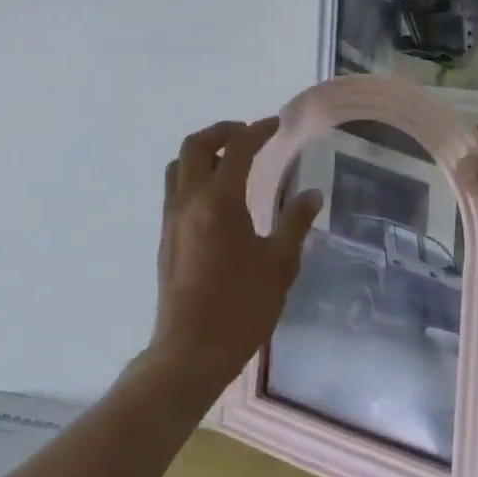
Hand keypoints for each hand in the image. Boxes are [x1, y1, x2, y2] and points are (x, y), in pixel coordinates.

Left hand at [148, 119, 322, 388]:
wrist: (190, 352)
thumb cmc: (240, 309)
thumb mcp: (279, 266)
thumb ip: (294, 224)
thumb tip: (311, 194)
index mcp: (219, 201)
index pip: (237, 149)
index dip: (258, 131)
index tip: (276, 124)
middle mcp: (189, 200)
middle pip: (196, 145)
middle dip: (222, 131)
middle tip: (248, 135)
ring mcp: (172, 217)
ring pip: (179, 164)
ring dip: (203, 151)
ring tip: (230, 160)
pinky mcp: (165, 235)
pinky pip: (175, 187)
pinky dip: (193, 174)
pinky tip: (216, 195)